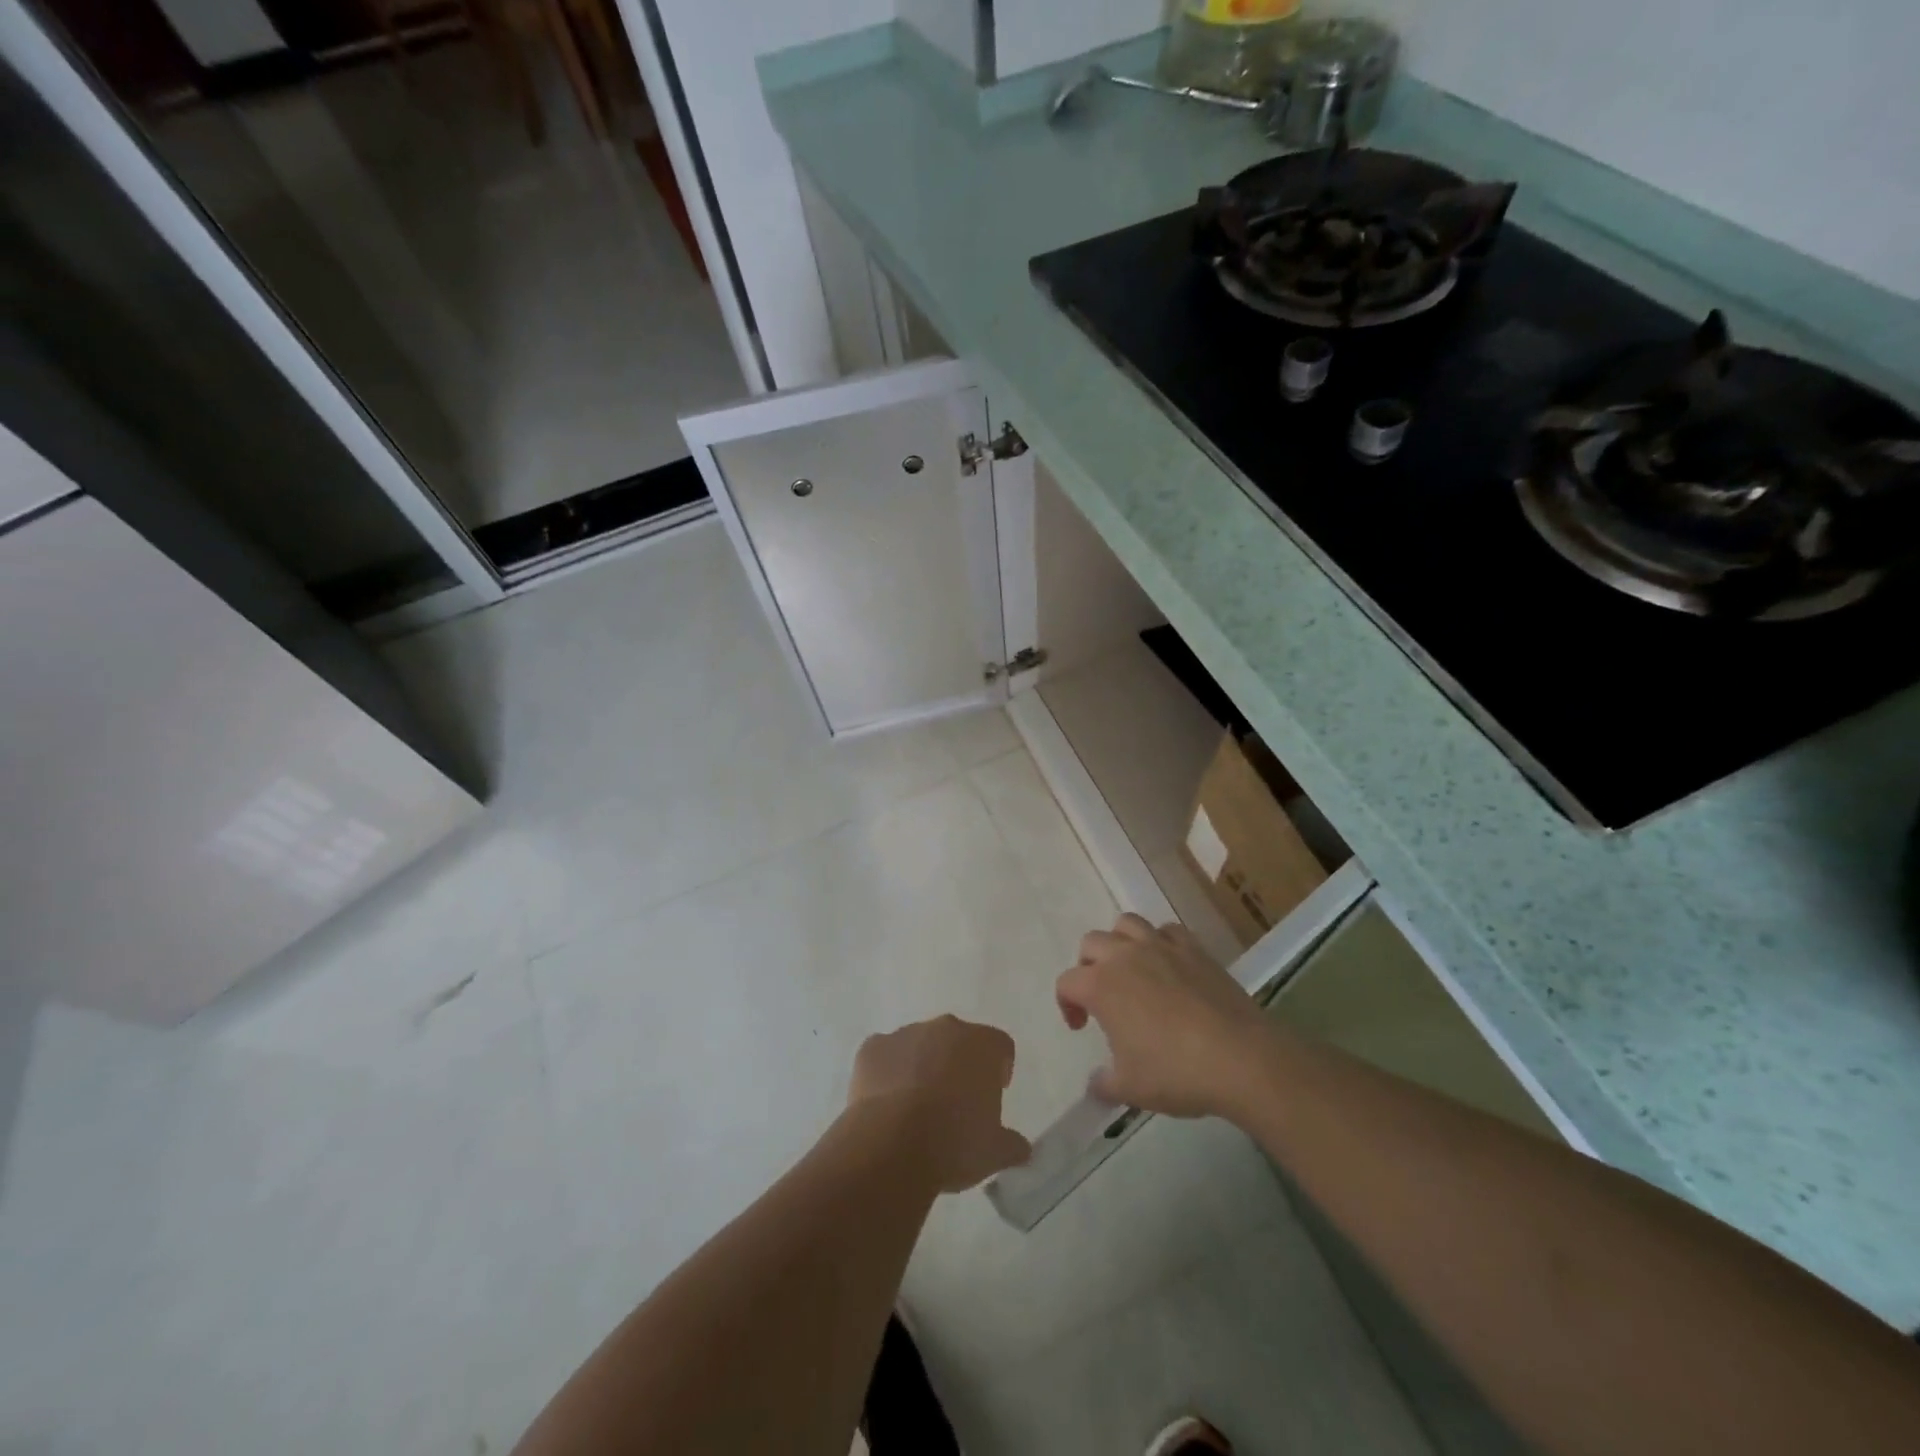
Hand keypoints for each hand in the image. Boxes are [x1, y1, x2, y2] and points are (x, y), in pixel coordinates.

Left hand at [847, 1016, 1032, 1192]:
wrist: (891, 1145)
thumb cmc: (954, 1143)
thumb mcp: (994, 1153)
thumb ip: (1012, 1145)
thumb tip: (1020, 1148)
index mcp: (982, 1045)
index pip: (1000, 1046)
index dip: (999, 1069)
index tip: (993, 1094)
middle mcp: (945, 1028)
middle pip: (958, 1040)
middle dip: (958, 1064)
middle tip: (955, 1102)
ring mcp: (905, 1034)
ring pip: (919, 1045)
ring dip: (921, 1066)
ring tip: (916, 1108)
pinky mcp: (872, 1048)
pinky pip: (884, 1055)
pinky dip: (887, 1073)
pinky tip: (885, 1105)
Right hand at [1056, 913, 1271, 1118]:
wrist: (1241, 1058)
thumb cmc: (1176, 1072)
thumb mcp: (1130, 1089)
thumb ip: (1104, 1084)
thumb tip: (1096, 1084)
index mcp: (1101, 985)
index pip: (1067, 982)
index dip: (1067, 1004)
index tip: (1081, 1027)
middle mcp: (1125, 956)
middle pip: (1092, 943)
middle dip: (1089, 966)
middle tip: (1102, 997)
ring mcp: (1162, 947)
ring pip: (1127, 924)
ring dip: (1121, 942)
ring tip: (1131, 970)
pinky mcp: (1194, 948)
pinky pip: (1167, 930)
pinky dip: (1160, 941)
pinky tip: (1169, 965)